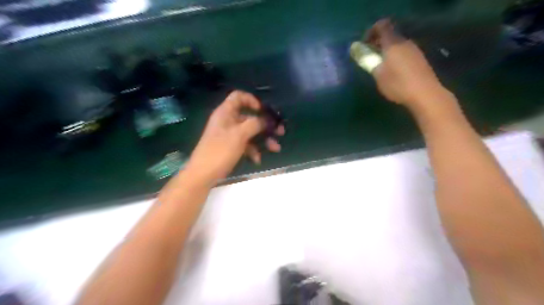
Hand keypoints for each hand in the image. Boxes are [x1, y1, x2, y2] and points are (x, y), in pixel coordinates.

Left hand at [184, 91, 284, 185]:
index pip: (238, 97)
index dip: (252, 100)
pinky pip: (245, 144)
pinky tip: (257, 160)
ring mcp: (229, 135)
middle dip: (265, 125)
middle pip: (249, 117)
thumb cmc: (220, 151)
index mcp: (225, 113)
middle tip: (280, 132)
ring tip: (275, 148)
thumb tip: (267, 120)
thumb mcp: (239, 135)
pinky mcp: (230, 147)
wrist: (203, 174)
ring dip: (263, 140)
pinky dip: (253, 150)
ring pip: (250, 132)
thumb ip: (255, 124)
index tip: (263, 111)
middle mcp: (227, 121)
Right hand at [368, 18, 453, 106]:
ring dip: (386, 51)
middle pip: (389, 35)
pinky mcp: (419, 59)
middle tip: (369, 56)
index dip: (371, 31)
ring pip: (397, 44)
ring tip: (379, 65)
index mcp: (393, 43)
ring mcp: (414, 50)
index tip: (364, 44)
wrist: (425, 94)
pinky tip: (392, 71)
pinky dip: (395, 56)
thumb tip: (358, 51)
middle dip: (377, 42)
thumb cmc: (397, 84)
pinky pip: (403, 52)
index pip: (382, 26)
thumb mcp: (378, 75)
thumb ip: (368, 61)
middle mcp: (404, 42)